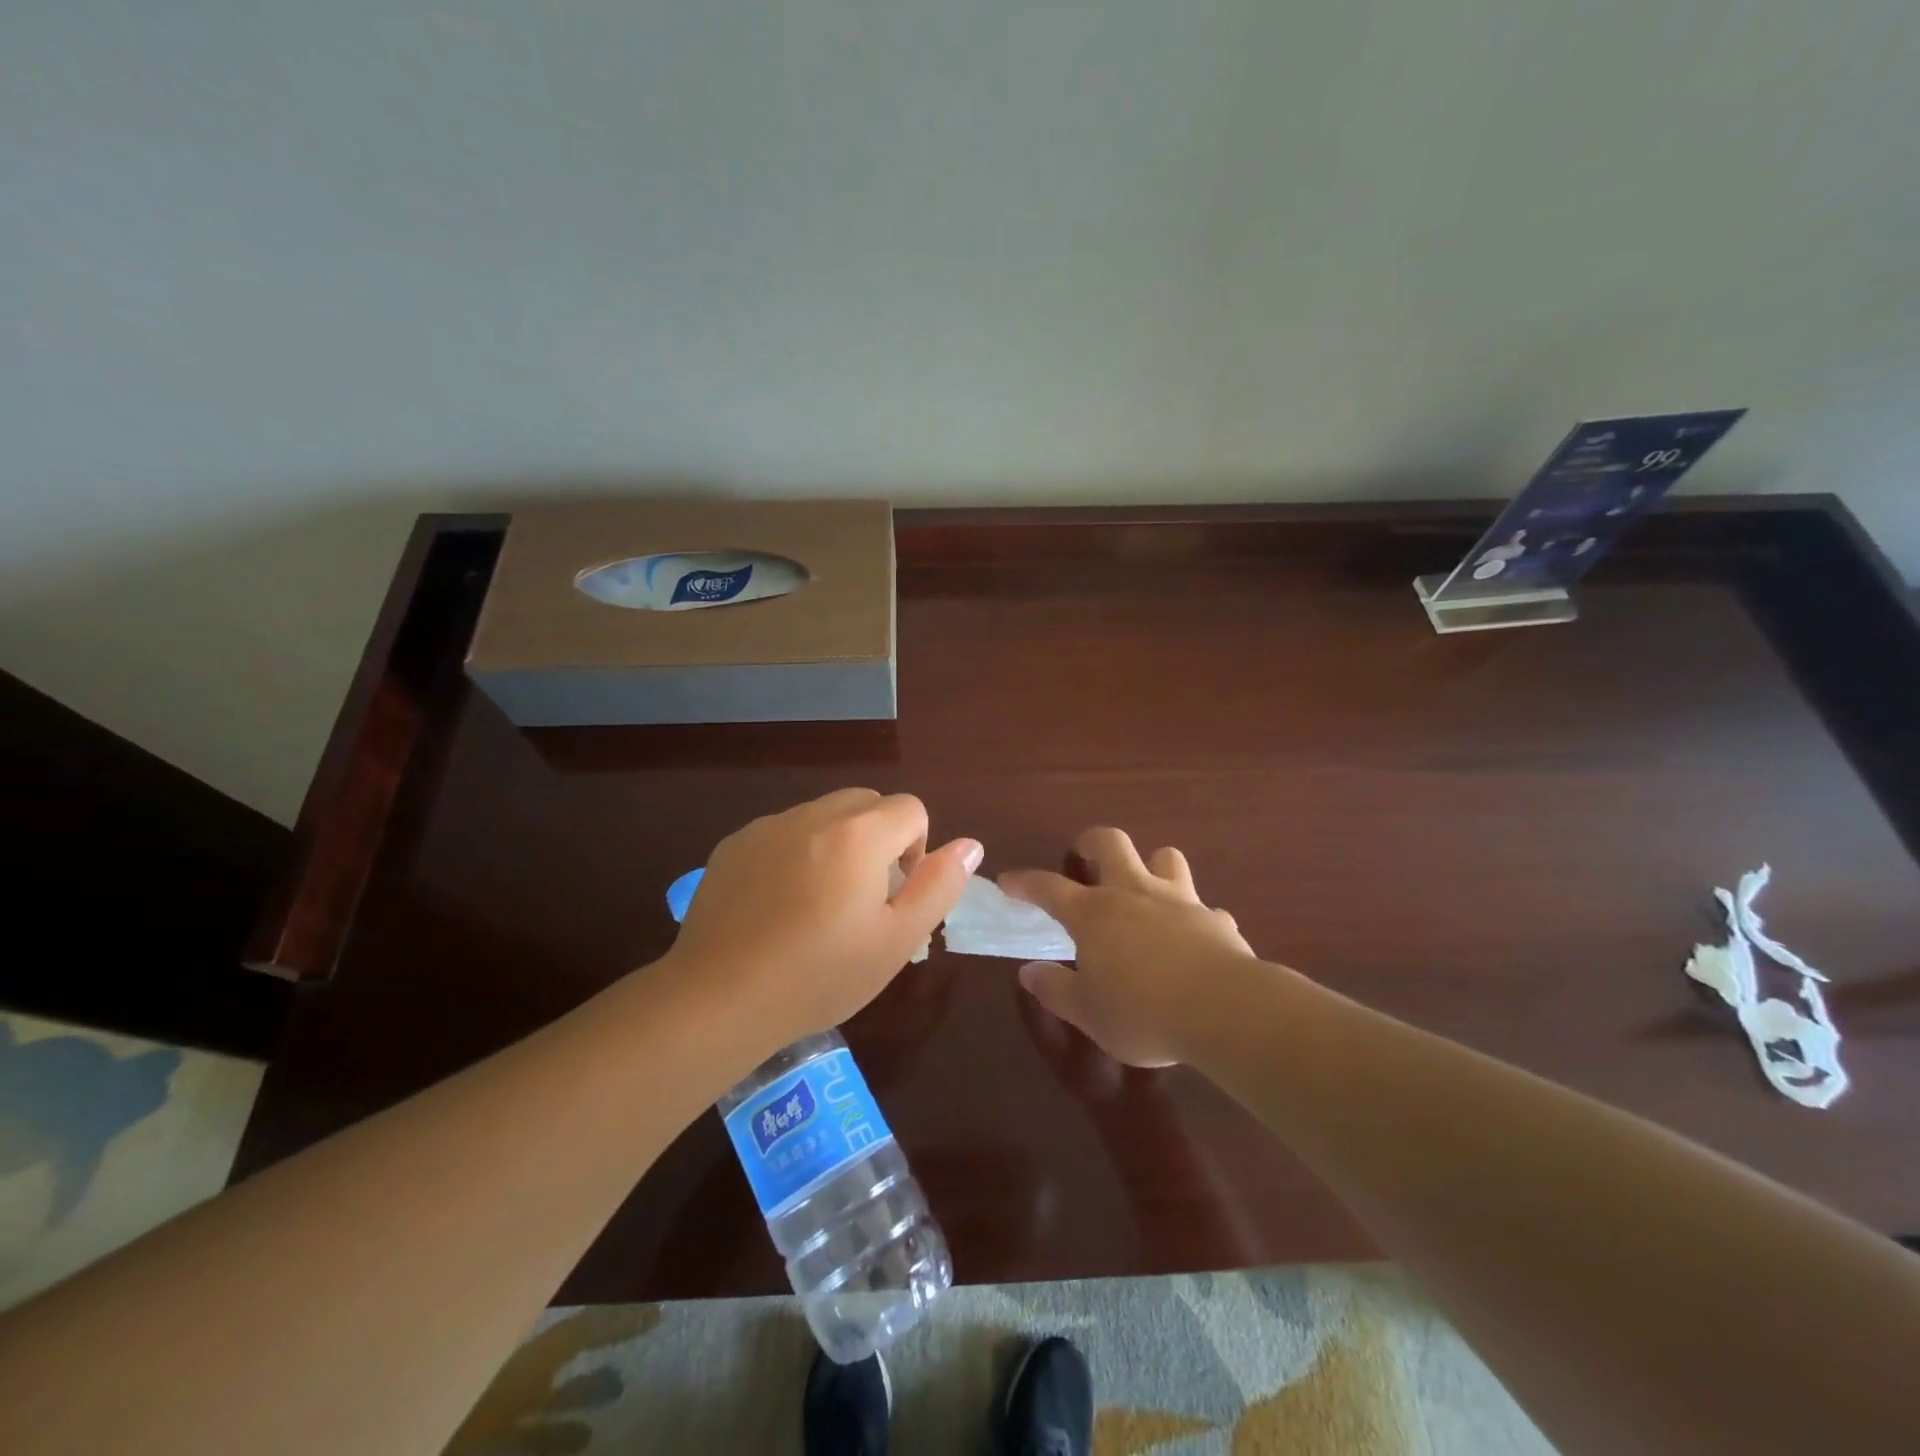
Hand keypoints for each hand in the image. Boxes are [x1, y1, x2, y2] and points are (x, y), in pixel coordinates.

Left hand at [664, 789, 981, 1057]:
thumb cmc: (820, 975)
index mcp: (859, 834)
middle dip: (880, 838)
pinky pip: (783, 832)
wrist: (718, 998)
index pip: (911, 808)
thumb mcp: (896, 940)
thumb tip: (970, 845)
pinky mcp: (734, 844)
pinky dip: (796, 852)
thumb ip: (939, 886)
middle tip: (864, 898)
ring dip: (838, 843)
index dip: (917, 848)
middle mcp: (813, 815)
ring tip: (820, 903)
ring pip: (823, 814)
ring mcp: (768, 826)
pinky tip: (778, 905)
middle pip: (867, 803)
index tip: (896, 895)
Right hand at [1000, 828, 1257, 1066]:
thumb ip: (1056, 990)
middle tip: (1086, 856)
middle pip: (1111, 843)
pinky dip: (1195, 918)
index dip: (1025, 882)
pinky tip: (1194, 940)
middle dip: (1093, 842)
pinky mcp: (1216, 919)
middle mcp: (1134, 893)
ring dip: (1153, 866)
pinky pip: (1204, 908)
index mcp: (1094, 913)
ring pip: (1165, 858)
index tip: (1009, 881)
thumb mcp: (1089, 1013)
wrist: (1225, 1010)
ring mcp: (1180, 901)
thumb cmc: (1143, 1012)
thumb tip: (1029, 972)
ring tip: (1146, 888)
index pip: (1048, 887)